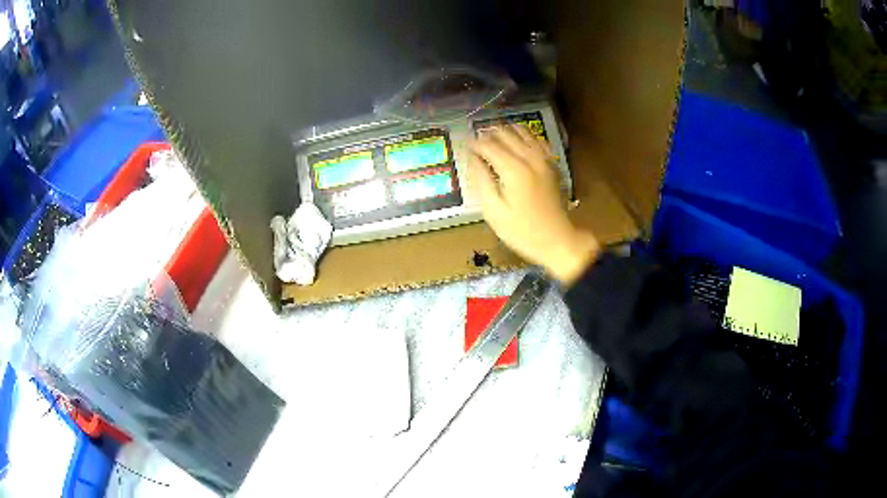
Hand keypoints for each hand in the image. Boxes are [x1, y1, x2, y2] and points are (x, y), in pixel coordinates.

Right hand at [469, 125, 599, 285]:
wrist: (557, 240)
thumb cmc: (521, 231)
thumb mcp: (494, 211)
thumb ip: (482, 180)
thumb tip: (473, 158)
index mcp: (513, 170)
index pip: (489, 146)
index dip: (474, 143)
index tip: (463, 144)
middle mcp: (529, 158)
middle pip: (505, 134)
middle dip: (488, 134)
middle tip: (476, 140)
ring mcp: (544, 159)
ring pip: (523, 132)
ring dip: (506, 131)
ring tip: (493, 135)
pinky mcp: (552, 164)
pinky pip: (538, 140)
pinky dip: (525, 135)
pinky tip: (518, 139)